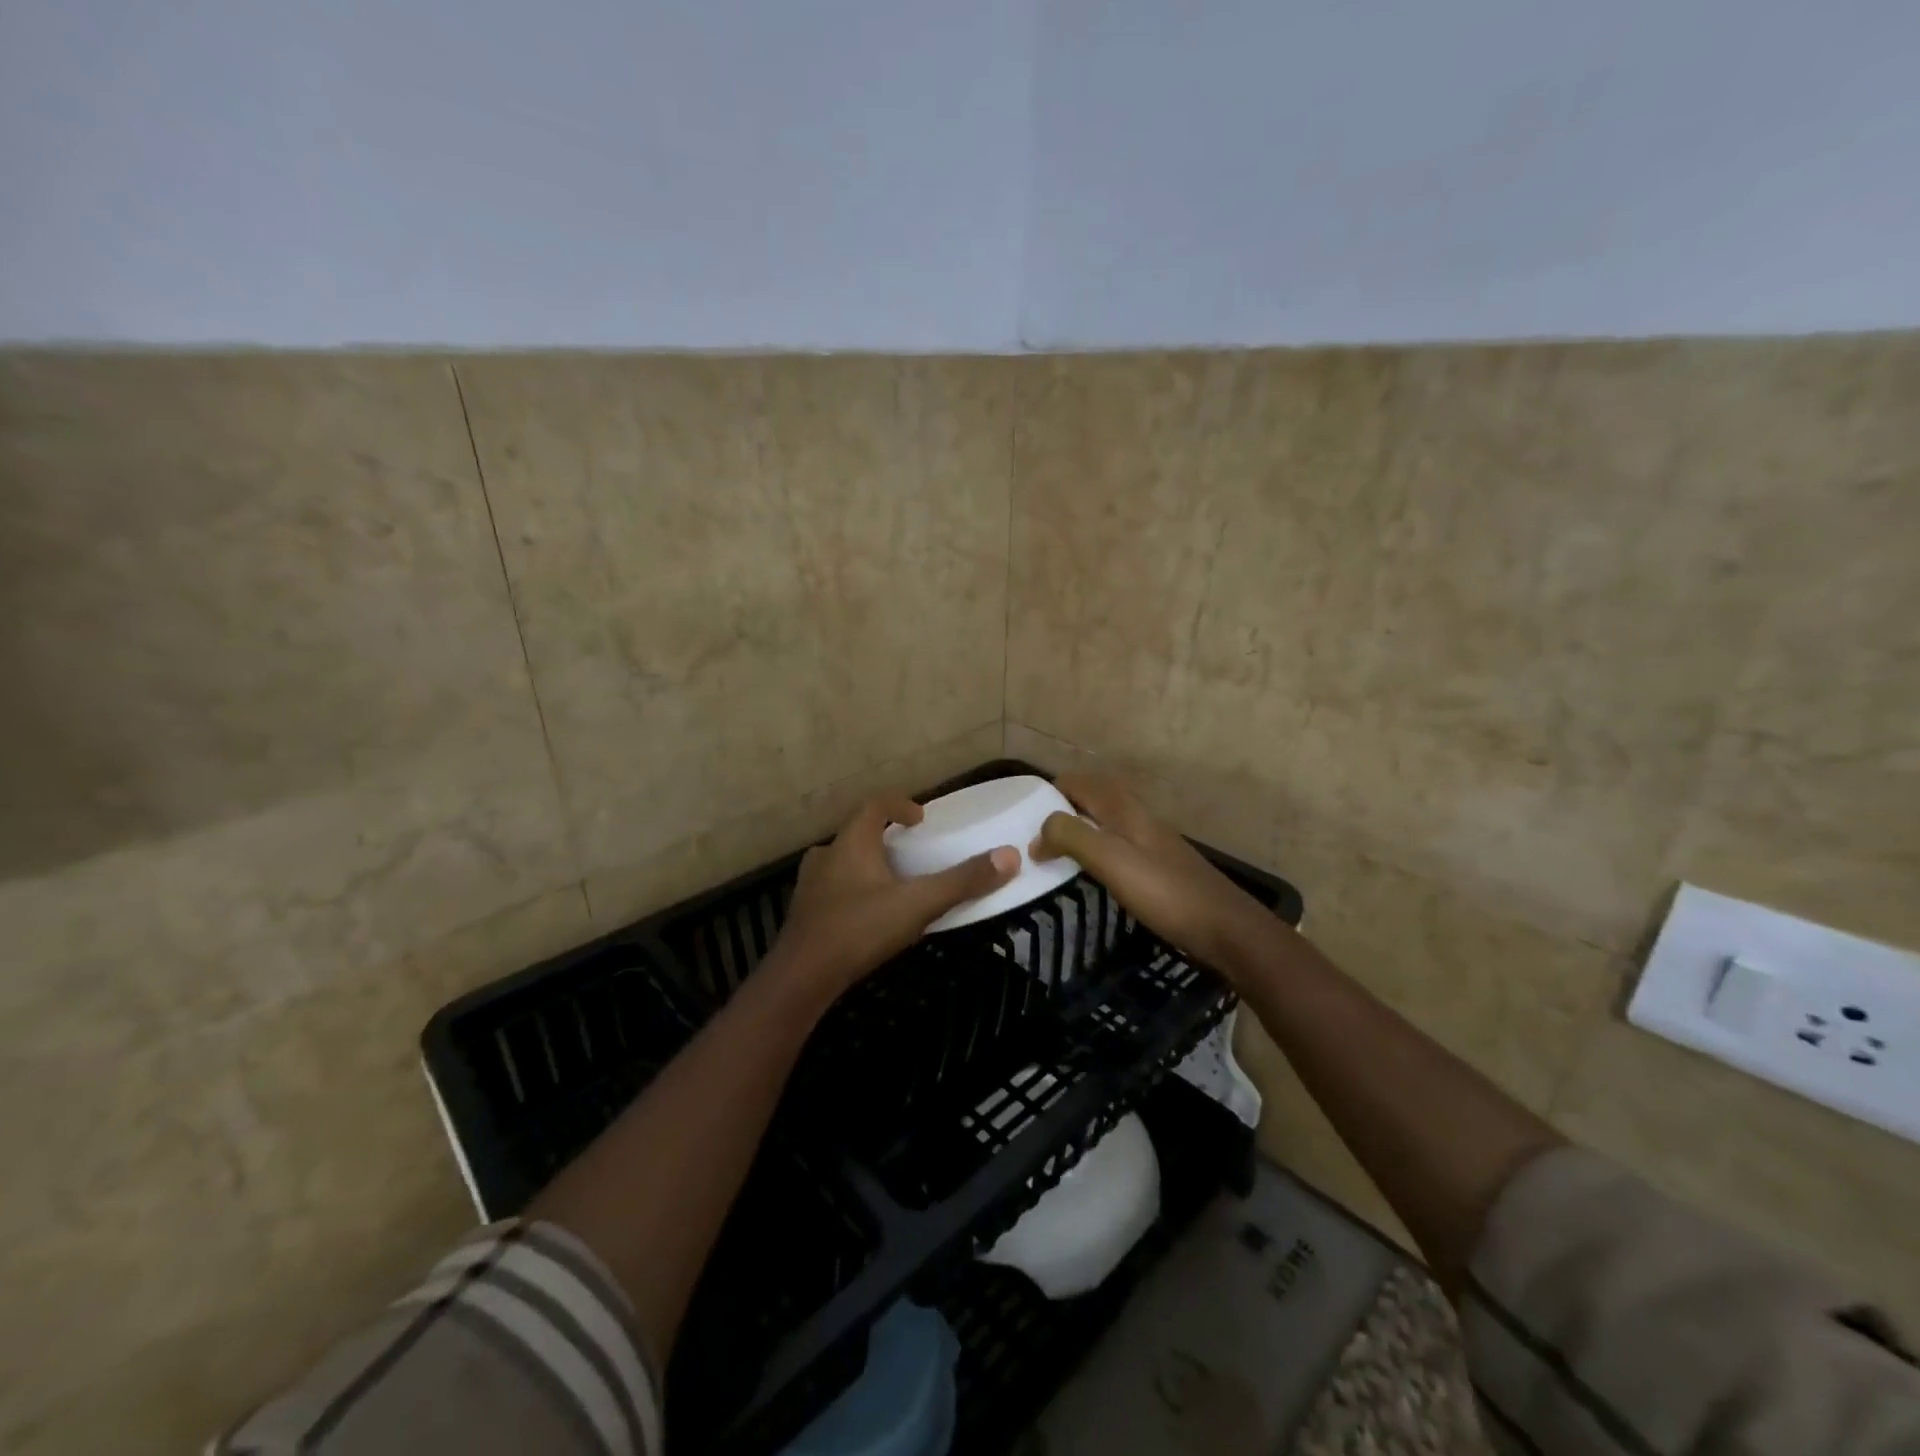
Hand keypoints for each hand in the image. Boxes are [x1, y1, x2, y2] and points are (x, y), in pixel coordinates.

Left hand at [767, 796, 1018, 1003]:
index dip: (899, 805)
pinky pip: (833, 890)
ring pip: (841, 862)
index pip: (874, 806)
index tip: (920, 818)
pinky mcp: (804, 914)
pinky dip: (852, 891)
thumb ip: (962, 881)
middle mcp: (826, 856)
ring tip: (891, 884)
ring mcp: (810, 885)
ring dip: (866, 865)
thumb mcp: (918, 904)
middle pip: (857, 834)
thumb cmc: (859, 929)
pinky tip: (868, 916)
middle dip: (884, 839)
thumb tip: (1010, 856)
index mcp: (851, 842)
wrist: (802, 978)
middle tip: (910, 853)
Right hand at [1032, 775, 1274, 979]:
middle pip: (1094, 796)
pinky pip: (1118, 842)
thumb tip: (1039, 832)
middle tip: (1034, 832)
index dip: (1050, 791)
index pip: (1079, 783)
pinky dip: (1096, 846)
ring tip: (1054, 850)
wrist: (1227, 929)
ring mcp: (1152, 840)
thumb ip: (1073, 837)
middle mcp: (1138, 817)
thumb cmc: (1166, 893)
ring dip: (1079, 826)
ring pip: (1107, 819)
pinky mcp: (1160, 865)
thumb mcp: (1112, 861)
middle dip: (1063, 805)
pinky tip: (1091, 871)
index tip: (1021, 814)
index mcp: (1125, 809)